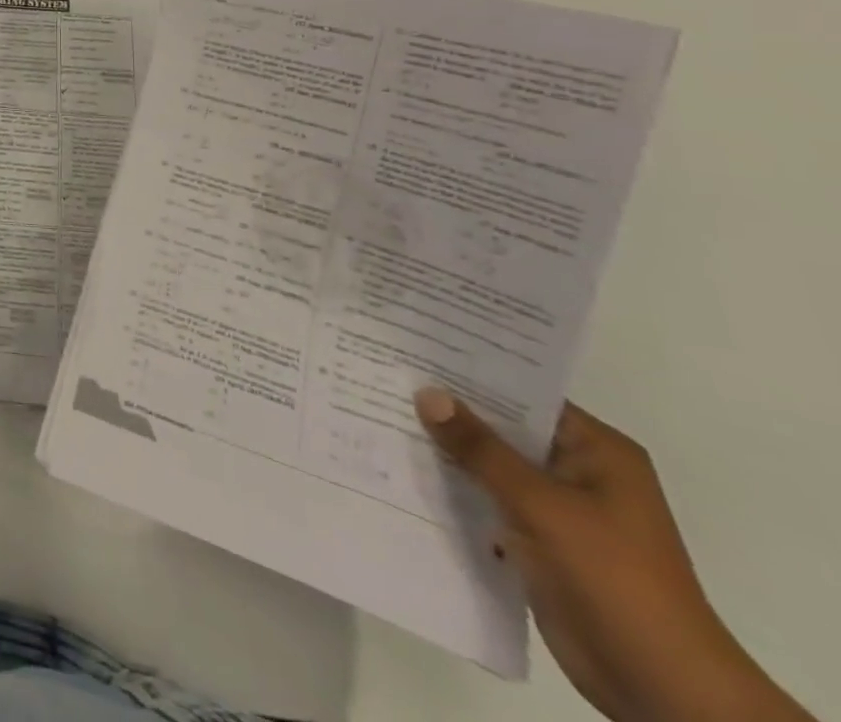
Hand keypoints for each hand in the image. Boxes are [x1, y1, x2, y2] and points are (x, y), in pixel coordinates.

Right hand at [415, 389, 811, 721]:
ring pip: (490, 465)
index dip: (471, 373)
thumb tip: (427, 392)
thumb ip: (480, 449)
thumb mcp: (540, 505)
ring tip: (380, 414)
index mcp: (597, 452)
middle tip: (385, 377)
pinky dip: (454, 488)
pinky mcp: (538, 540)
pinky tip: (403, 470)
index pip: (524, 393)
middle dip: (450, 412)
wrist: (659, 688)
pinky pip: (487, 499)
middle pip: (503, 428)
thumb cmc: (613, 578)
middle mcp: (578, 471)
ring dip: (447, 451)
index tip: (413, 351)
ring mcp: (559, 509)